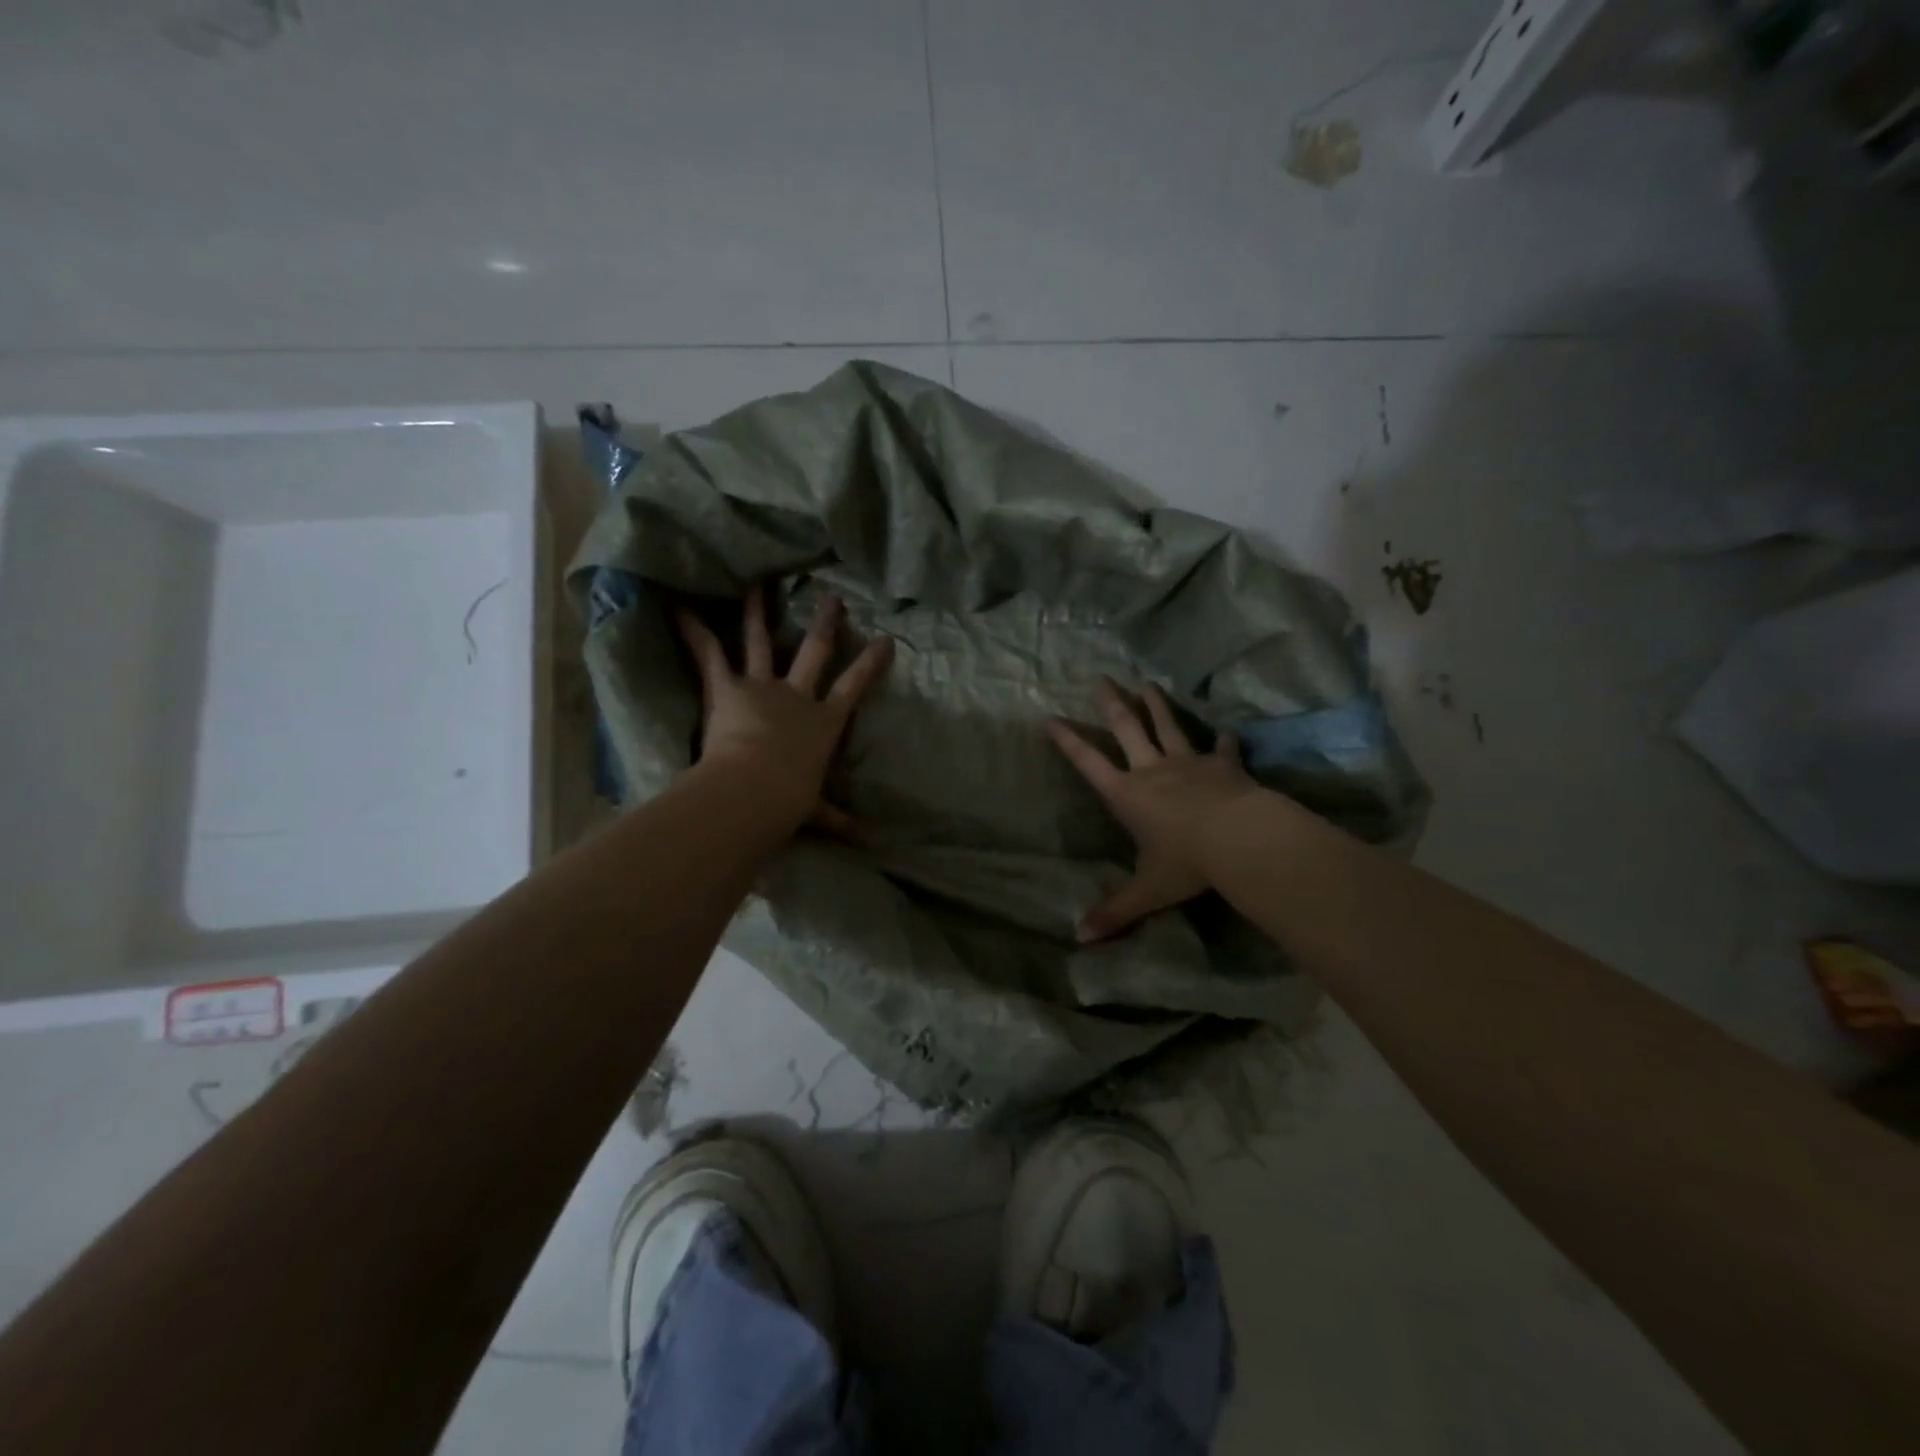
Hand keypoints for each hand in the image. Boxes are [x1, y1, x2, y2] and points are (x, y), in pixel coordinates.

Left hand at [676, 586, 893, 835]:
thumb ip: (837, 819)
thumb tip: (864, 839)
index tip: (885, 639)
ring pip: (761, 641)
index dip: (870, 663)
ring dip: (759, 612)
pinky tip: (680, 608)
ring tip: (757, 584)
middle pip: (815, 652)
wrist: (755, 789)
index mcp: (824, 722)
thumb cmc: (790, 799)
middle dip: (826, 624)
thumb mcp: (816, 810)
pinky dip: (695, 632)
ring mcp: (762, 687)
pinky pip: (710, 655)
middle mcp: (797, 696)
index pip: (854, 686)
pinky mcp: (728, 688)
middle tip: (833, 599)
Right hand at [1048, 678, 1255, 942]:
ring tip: (1148, 683)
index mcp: (1127, 795)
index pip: (1089, 763)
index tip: (1050, 718)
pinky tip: (1226, 730)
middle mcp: (1152, 770)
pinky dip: (1224, 740)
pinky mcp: (1224, 764)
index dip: (1068, 741)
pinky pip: (1223, 748)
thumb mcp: (1148, 891)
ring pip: (1168, 726)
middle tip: (1101, 678)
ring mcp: (1189, 763)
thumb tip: (1079, 939)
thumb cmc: (1187, 863)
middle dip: (1111, 704)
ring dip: (1157, 704)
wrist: (1240, 839)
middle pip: (1126, 728)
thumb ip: (1115, 912)